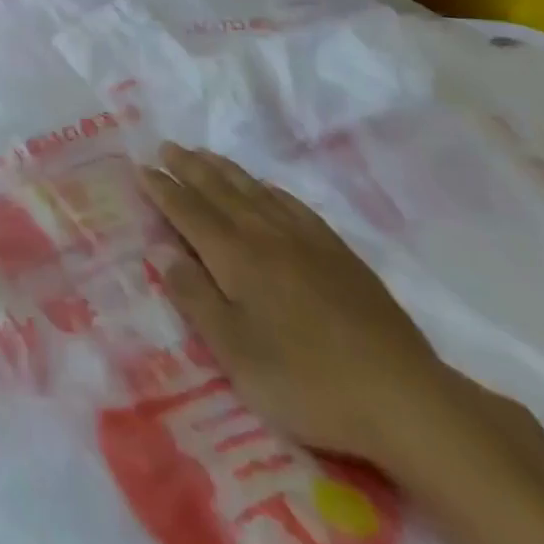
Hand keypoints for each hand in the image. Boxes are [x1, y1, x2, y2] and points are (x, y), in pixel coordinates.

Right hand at [139, 141, 457, 465]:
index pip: (188, 211)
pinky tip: (265, 188)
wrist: (403, 396)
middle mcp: (265, 234)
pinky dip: (267, 188)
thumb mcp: (236, 353)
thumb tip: (159, 249)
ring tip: (203, 154)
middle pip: (218, 190)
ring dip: (223, 169)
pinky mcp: (337, 251)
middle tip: (166, 147)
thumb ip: (195, 297)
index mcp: (235, 257)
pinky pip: (291, 203)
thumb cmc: (307, 381)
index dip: (162, 189)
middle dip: (188, 168)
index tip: (141, 167)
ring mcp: (305, 239)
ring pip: (253, 189)